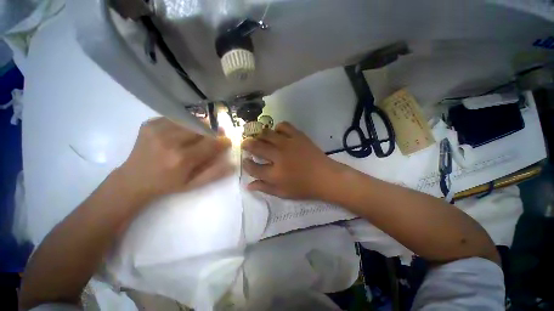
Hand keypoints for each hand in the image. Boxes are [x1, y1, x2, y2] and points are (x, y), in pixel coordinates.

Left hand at [116, 117, 232, 202]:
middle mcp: (170, 141)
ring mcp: (157, 130)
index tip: (227, 141)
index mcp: (182, 159)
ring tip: (200, 134)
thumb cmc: (168, 184)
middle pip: (201, 129)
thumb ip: (215, 173)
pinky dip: (185, 123)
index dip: (222, 141)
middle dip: (212, 132)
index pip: (211, 144)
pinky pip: (176, 118)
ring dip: (200, 127)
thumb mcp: (194, 184)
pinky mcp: (150, 124)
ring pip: (190, 121)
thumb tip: (233, 164)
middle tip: (215, 136)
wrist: (133, 180)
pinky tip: (184, 132)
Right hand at [241, 122, 343, 199]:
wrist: (325, 176)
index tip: (245, 161)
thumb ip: (264, 188)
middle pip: (257, 147)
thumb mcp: (283, 193)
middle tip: (245, 144)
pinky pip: (283, 126)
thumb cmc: (304, 188)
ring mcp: (288, 144)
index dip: (246, 164)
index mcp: (274, 174)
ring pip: (267, 134)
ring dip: (260, 135)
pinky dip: (277, 128)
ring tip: (259, 138)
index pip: (253, 167)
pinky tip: (277, 133)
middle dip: (247, 144)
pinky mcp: (298, 136)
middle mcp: (278, 156)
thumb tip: (248, 184)